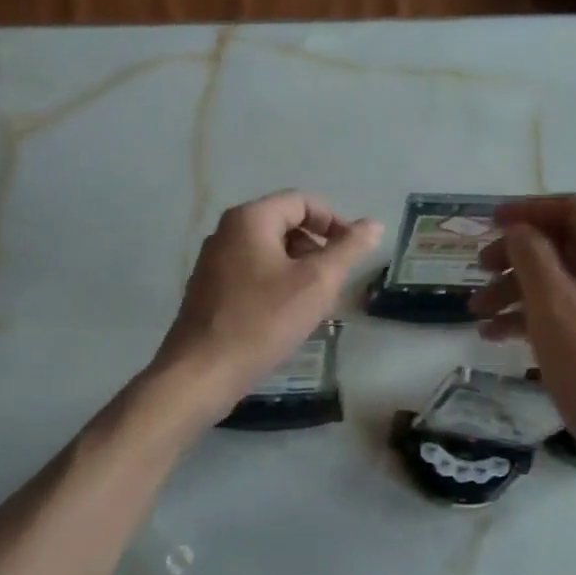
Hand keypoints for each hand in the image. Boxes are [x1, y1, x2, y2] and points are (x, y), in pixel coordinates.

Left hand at [156, 191, 382, 409]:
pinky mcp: (210, 290)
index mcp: (249, 219)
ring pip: (270, 253)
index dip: (334, 222)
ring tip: (315, 306)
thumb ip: (348, 249)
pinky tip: (287, 319)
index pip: (302, 202)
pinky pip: (253, 275)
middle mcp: (226, 232)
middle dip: (317, 250)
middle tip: (335, 284)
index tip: (353, 253)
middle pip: (285, 225)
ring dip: (300, 272)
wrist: (202, 372)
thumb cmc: (263, 321)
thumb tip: (373, 224)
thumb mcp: (316, 283)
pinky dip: (277, 286)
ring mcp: (214, 262)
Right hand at [469, 194, 575, 471]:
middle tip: (476, 271)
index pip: (572, 209)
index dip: (526, 211)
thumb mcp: (553, 306)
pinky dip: (532, 316)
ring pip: (561, 280)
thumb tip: (517, 230)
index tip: (485, 224)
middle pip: (564, 244)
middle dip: (514, 256)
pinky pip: (568, 309)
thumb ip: (530, 257)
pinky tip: (495, 336)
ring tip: (475, 313)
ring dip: (516, 290)